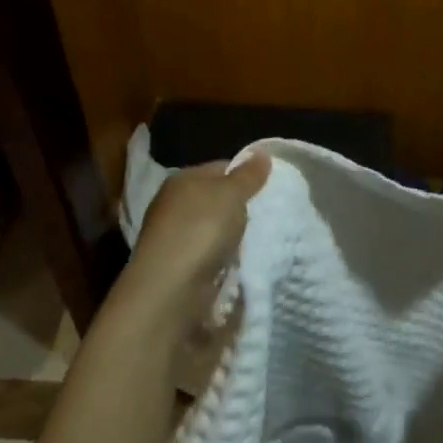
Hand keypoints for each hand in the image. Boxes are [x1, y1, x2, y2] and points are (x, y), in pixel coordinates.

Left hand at [110, 153, 271, 333]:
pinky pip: (210, 254)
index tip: (270, 189)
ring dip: (233, 235)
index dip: (246, 175)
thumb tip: (262, 152)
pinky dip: (224, 257)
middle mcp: (173, 204)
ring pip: (213, 228)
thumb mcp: (231, 194)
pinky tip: (239, 263)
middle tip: (269, 215)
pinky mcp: (178, 266)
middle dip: (241, 207)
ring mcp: (174, 237)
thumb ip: (248, 175)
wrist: (171, 289)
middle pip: (216, 199)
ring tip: (260, 241)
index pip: (221, 167)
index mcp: (183, 179)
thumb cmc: (201, 230)